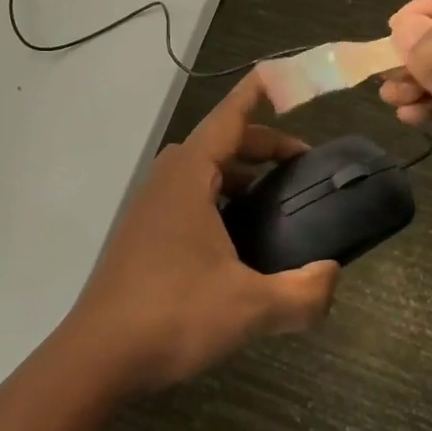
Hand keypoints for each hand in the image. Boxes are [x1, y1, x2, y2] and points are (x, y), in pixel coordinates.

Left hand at [59, 73, 339, 395]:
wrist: (98, 356)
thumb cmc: (173, 315)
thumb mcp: (249, 308)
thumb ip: (302, 294)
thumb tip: (333, 277)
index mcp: (189, 176)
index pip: (229, 118)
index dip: (256, 94)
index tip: (280, 74)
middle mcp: (166, 180)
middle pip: (220, 143)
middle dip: (262, 145)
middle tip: (302, 165)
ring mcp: (150, 207)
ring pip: (202, 172)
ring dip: (240, 174)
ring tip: (276, 201)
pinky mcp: (143, 234)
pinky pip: (189, 197)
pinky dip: (220, 199)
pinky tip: (239, 241)